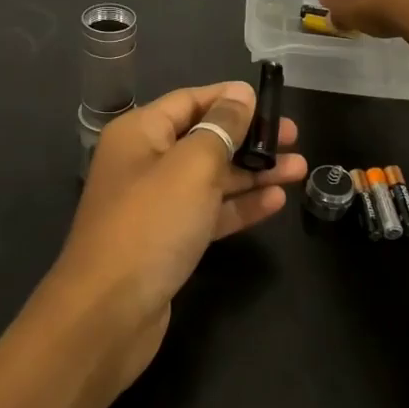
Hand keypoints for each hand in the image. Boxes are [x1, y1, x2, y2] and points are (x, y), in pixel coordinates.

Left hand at [51, 81, 306, 389]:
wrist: (108, 313)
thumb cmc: (151, 224)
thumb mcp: (193, 167)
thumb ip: (222, 127)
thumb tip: (240, 94)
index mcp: (140, 133)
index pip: (190, 101)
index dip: (230, 98)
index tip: (272, 101)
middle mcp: (145, 162)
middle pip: (204, 139)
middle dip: (249, 137)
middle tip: (294, 138)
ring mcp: (155, 204)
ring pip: (211, 178)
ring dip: (253, 172)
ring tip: (299, 169)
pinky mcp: (168, 240)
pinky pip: (208, 212)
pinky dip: (239, 206)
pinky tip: (276, 202)